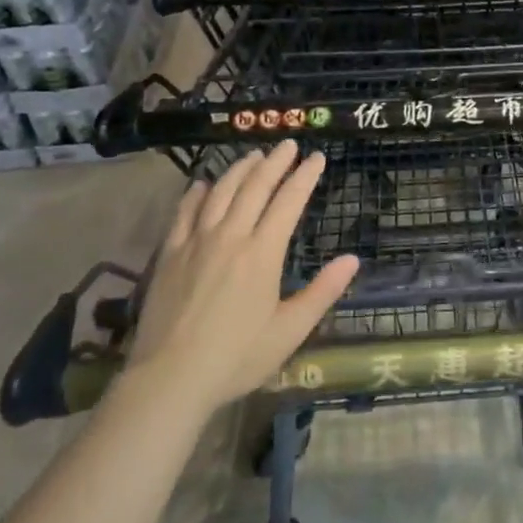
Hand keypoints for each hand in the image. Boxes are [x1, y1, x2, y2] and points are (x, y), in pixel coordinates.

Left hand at [126, 142, 358, 410]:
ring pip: (221, 191)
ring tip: (254, 156)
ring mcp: (195, 241)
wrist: (169, 378)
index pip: (289, 201)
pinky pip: (184, 211)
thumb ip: (323, 292)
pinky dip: (198, 192)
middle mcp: (230, 236)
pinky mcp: (169, 253)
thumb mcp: (290, 331)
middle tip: (288, 144)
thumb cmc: (237, 358)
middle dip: (275, 162)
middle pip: (255, 186)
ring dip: (240, 169)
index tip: (316, 157)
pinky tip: (204, 184)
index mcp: (263, 253)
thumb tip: (353, 259)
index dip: (305, 176)